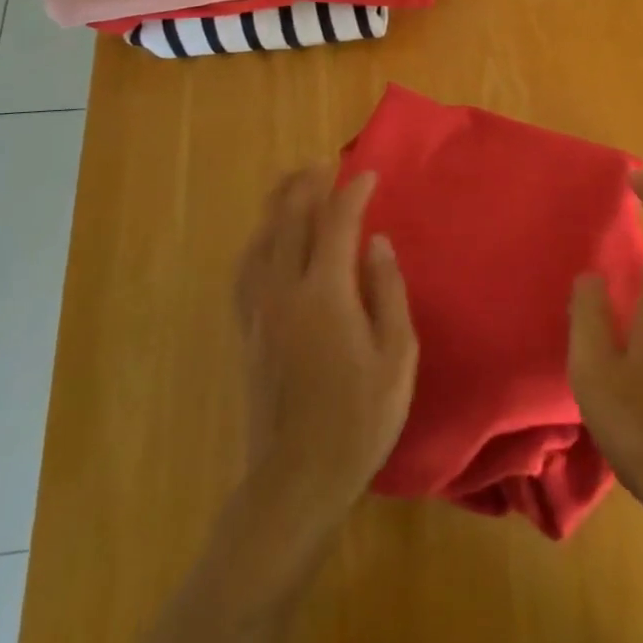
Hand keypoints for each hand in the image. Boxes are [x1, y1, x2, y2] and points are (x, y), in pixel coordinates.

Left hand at [234, 168, 417, 518]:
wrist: (295, 480)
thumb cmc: (359, 419)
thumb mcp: (396, 356)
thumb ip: (387, 291)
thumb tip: (377, 243)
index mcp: (324, 294)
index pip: (335, 223)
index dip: (352, 193)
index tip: (367, 174)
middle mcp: (283, 290)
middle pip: (290, 220)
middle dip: (307, 185)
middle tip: (324, 162)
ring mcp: (258, 310)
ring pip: (261, 239)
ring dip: (278, 204)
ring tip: (293, 182)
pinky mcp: (246, 330)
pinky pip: (246, 267)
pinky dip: (258, 239)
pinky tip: (264, 238)